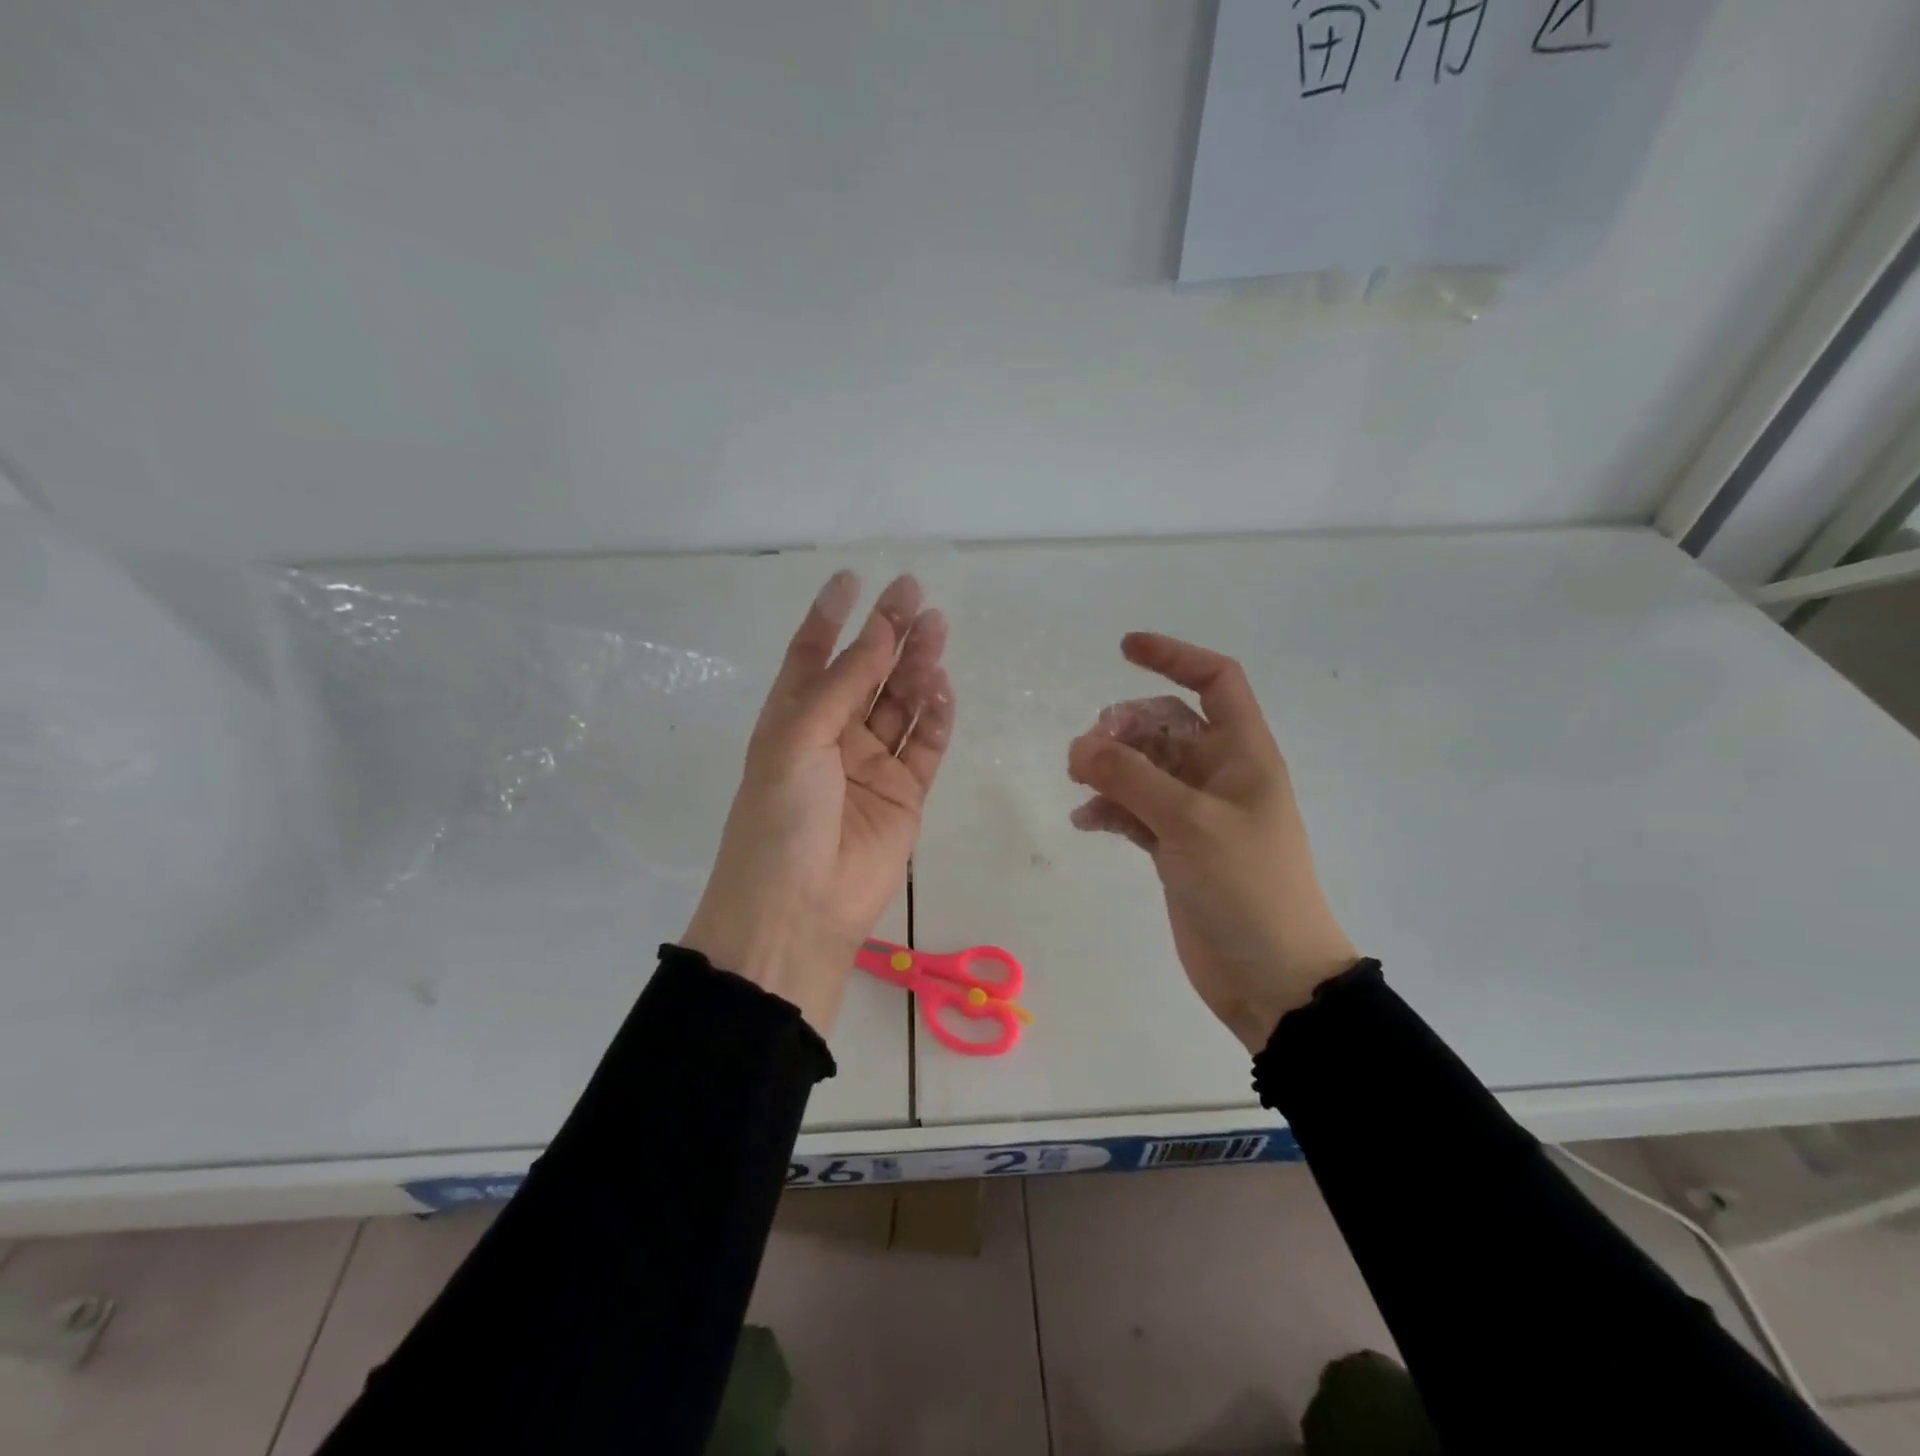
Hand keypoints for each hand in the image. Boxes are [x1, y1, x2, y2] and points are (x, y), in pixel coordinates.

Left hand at [682, 572, 953, 1033]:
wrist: (798, 909)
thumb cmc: (781, 816)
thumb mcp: (798, 738)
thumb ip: (843, 684)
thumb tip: (880, 633)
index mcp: (793, 718)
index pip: (812, 655)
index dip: (831, 617)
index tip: (853, 579)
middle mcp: (833, 735)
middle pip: (866, 673)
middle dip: (888, 633)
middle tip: (915, 594)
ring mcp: (871, 765)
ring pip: (900, 704)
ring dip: (917, 667)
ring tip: (937, 629)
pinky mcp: (905, 794)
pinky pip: (925, 745)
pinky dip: (936, 716)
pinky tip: (942, 688)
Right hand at [1067, 633, 1357, 1052]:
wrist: (1271, 975)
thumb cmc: (1247, 886)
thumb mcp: (1189, 822)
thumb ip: (1131, 777)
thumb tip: (1079, 745)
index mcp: (1243, 753)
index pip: (1215, 681)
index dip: (1174, 656)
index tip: (1124, 648)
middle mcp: (1219, 774)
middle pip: (1165, 723)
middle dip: (1125, 725)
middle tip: (1090, 750)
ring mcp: (1195, 812)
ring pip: (1144, 767)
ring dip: (1110, 766)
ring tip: (1080, 782)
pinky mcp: (1175, 847)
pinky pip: (1134, 809)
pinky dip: (1110, 808)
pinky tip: (1086, 822)